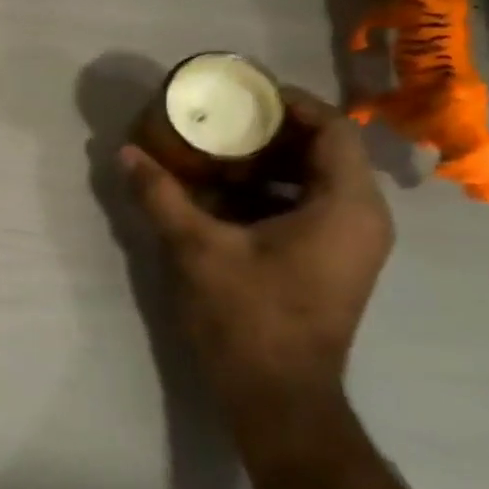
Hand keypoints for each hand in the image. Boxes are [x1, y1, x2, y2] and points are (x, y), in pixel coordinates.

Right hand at [119, 88, 393, 426]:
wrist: (277, 395)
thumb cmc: (247, 316)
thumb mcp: (197, 249)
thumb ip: (162, 196)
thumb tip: (126, 153)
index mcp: (346, 207)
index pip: (333, 130)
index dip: (291, 103)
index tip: (243, 93)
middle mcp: (361, 219)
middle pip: (324, 153)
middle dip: (269, 134)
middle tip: (217, 122)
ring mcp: (349, 245)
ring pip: (314, 183)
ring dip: (265, 166)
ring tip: (211, 155)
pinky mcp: (330, 264)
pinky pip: (306, 210)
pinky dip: (267, 195)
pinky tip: (219, 198)